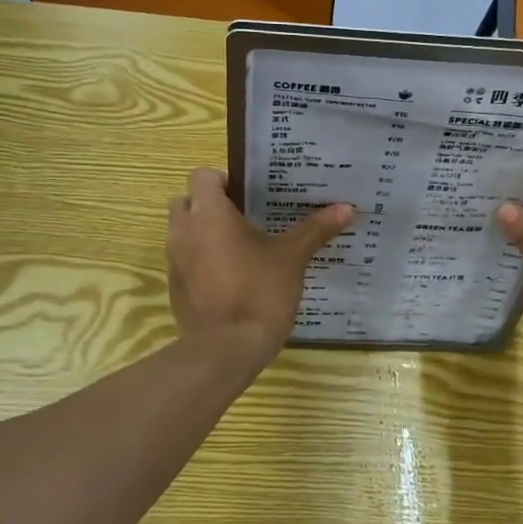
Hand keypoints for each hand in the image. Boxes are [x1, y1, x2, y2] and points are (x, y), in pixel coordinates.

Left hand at [166, 168, 353, 359]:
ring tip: (238, 248)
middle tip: (242, 218)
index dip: (223, 180)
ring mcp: (175, 261)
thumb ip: (316, 229)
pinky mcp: (175, 288)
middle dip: (208, 205)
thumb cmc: (260, 291)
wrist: (227, 348)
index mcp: (210, 214)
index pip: (202, 175)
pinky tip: (229, 279)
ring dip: (202, 233)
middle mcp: (183, 231)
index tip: (247, 195)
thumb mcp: (292, 258)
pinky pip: (184, 262)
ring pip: (182, 233)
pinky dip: (199, 262)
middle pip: (186, 201)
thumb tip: (348, 208)